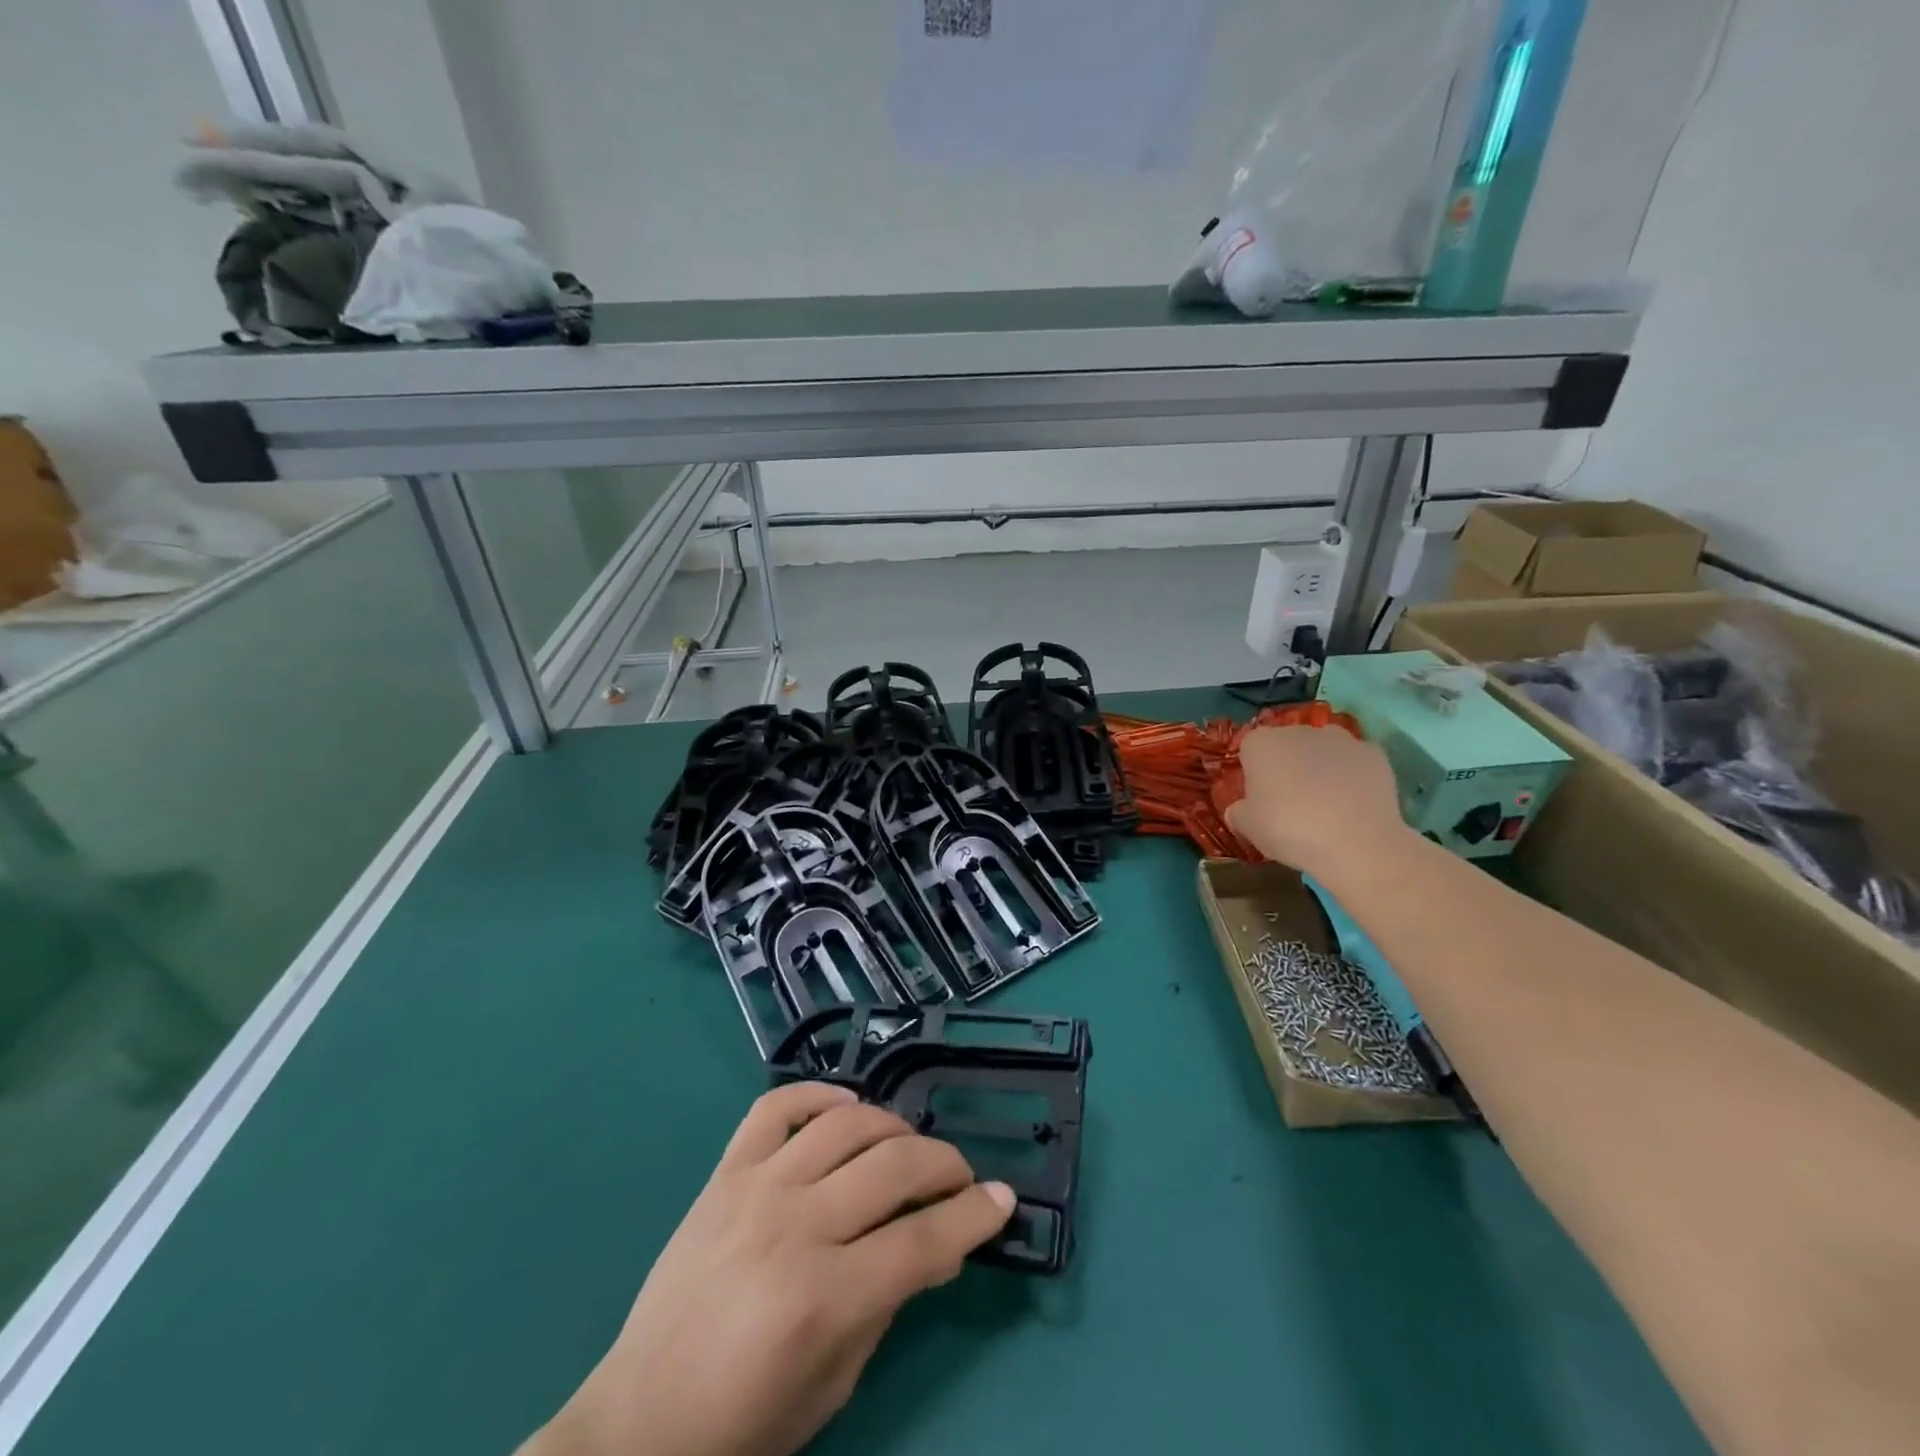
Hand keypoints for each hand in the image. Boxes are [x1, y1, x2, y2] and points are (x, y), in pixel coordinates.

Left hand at [523, 1083, 1015, 1455]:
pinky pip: (776, 1107)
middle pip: (894, 1168)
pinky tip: (846, 1109)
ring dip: (893, 1127)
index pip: (922, 1239)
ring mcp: (756, 1189)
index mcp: (822, 1298)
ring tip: (908, 1147)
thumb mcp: (833, 1385)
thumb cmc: (742, 1424)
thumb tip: (938, 1245)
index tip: (1002, 1199)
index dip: (973, 1216)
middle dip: (945, 1165)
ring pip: (846, 1125)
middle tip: (961, 1177)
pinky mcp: (724, 1172)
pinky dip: (819, 1095)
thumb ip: (889, 1305)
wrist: (637, 1424)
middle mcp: (794, 1227)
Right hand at [1227, 725, 1409, 875]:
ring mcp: (1341, 739)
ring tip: (1327, 802)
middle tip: (1291, 802)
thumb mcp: (1248, 827)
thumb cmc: (1288, 829)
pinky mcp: (1375, 754)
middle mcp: (1299, 731)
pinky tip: (1354, 803)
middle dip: (1288, 765)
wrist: (1356, 842)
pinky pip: (1356, 762)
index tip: (1260, 797)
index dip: (1254, 772)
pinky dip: (1353, 775)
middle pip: (1288, 744)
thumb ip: (1239, 812)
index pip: (1250, 748)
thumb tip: (1241, 809)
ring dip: (1322, 766)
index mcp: (1262, 743)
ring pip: (1324, 749)